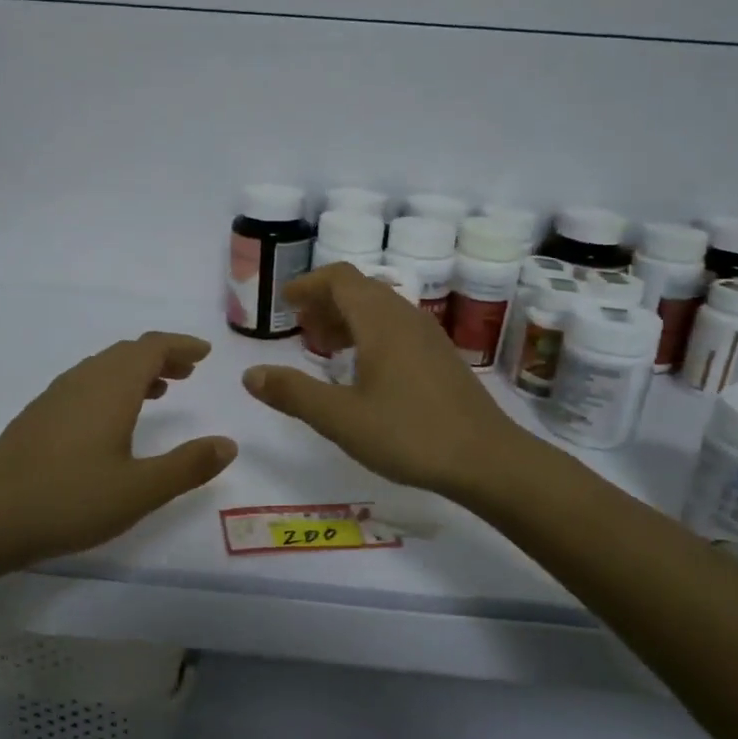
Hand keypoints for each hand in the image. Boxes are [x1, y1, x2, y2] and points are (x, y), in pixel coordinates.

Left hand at [0, 331, 236, 567]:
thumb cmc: (69, 501)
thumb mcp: (140, 490)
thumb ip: (188, 466)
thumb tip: (228, 444)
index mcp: (110, 388)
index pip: (151, 348)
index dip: (180, 345)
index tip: (204, 353)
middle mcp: (82, 381)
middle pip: (127, 353)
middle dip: (161, 357)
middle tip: (188, 372)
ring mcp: (54, 397)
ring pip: (103, 367)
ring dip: (135, 371)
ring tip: (159, 390)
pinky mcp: (37, 416)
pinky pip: (84, 383)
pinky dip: (111, 386)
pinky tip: (111, 419)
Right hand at [241, 263, 528, 498]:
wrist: (487, 460)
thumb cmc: (410, 434)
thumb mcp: (341, 418)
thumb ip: (293, 394)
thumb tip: (250, 374)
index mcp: (380, 321)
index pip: (339, 278)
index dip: (308, 284)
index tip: (284, 302)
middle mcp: (406, 317)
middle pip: (360, 290)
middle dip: (325, 302)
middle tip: (299, 327)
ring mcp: (429, 337)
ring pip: (380, 309)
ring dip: (348, 318)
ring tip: (324, 348)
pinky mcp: (441, 358)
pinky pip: (397, 328)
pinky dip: (370, 334)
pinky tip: (363, 370)